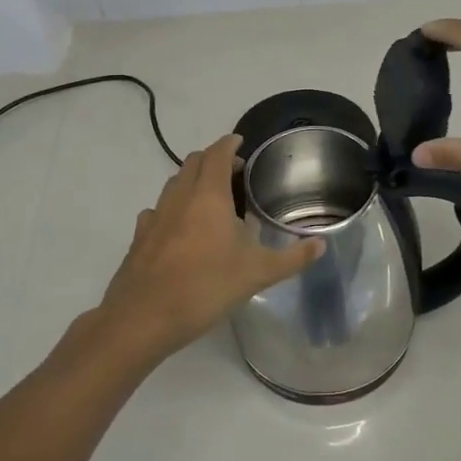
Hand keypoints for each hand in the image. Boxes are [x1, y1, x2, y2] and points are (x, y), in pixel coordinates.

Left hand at [90, 135, 322, 367]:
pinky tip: (179, 227)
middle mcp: (179, 197)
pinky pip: (157, 210)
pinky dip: (172, 208)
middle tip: (233, 171)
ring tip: (210, 197)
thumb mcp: (257, 274)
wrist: (144, 318)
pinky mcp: (139, 237)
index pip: (218, 154)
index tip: (241, 142)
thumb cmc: (206, 287)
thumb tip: (321, 244)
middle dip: (212, 159)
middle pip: (192, 162)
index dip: (229, 144)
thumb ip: (292, 258)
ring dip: (191, 180)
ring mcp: (155, 216)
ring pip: (173, 184)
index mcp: (208, 196)